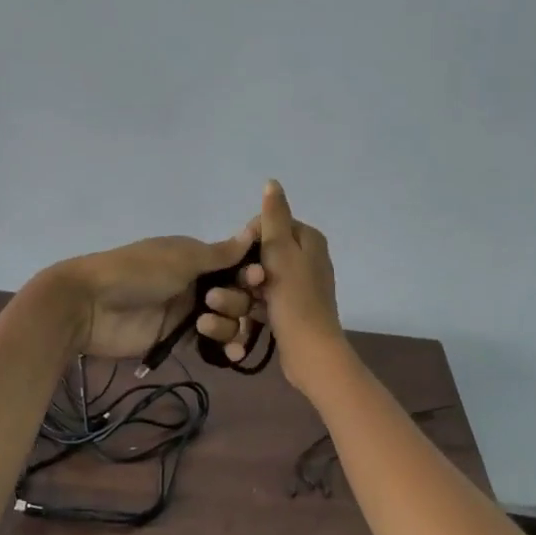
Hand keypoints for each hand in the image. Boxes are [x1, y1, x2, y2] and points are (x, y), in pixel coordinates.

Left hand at [48, 228, 260, 362]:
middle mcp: (197, 281)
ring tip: (204, 326)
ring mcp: (189, 311)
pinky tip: (231, 354)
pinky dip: (225, 346)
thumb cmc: (137, 272)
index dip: (251, 272)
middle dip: (237, 300)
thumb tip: (253, 231)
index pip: (237, 263)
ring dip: (228, 324)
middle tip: (214, 302)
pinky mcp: (179, 338)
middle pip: (238, 294)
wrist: (91, 306)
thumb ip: (220, 253)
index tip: (258, 279)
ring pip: (229, 320)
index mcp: (197, 256)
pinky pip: (212, 342)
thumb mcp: (180, 258)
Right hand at [195, 180, 344, 392]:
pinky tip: (235, 320)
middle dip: (242, 271)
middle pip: (261, 254)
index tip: (237, 259)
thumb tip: (272, 182)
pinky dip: (250, 308)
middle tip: (238, 286)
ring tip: (225, 306)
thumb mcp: (281, 252)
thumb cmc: (294, 299)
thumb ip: (274, 216)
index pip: (268, 225)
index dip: (248, 240)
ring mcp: (298, 287)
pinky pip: (263, 301)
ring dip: (241, 293)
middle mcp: (307, 259)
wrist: (309, 352)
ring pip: (259, 280)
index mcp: (309, 240)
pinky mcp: (289, 310)